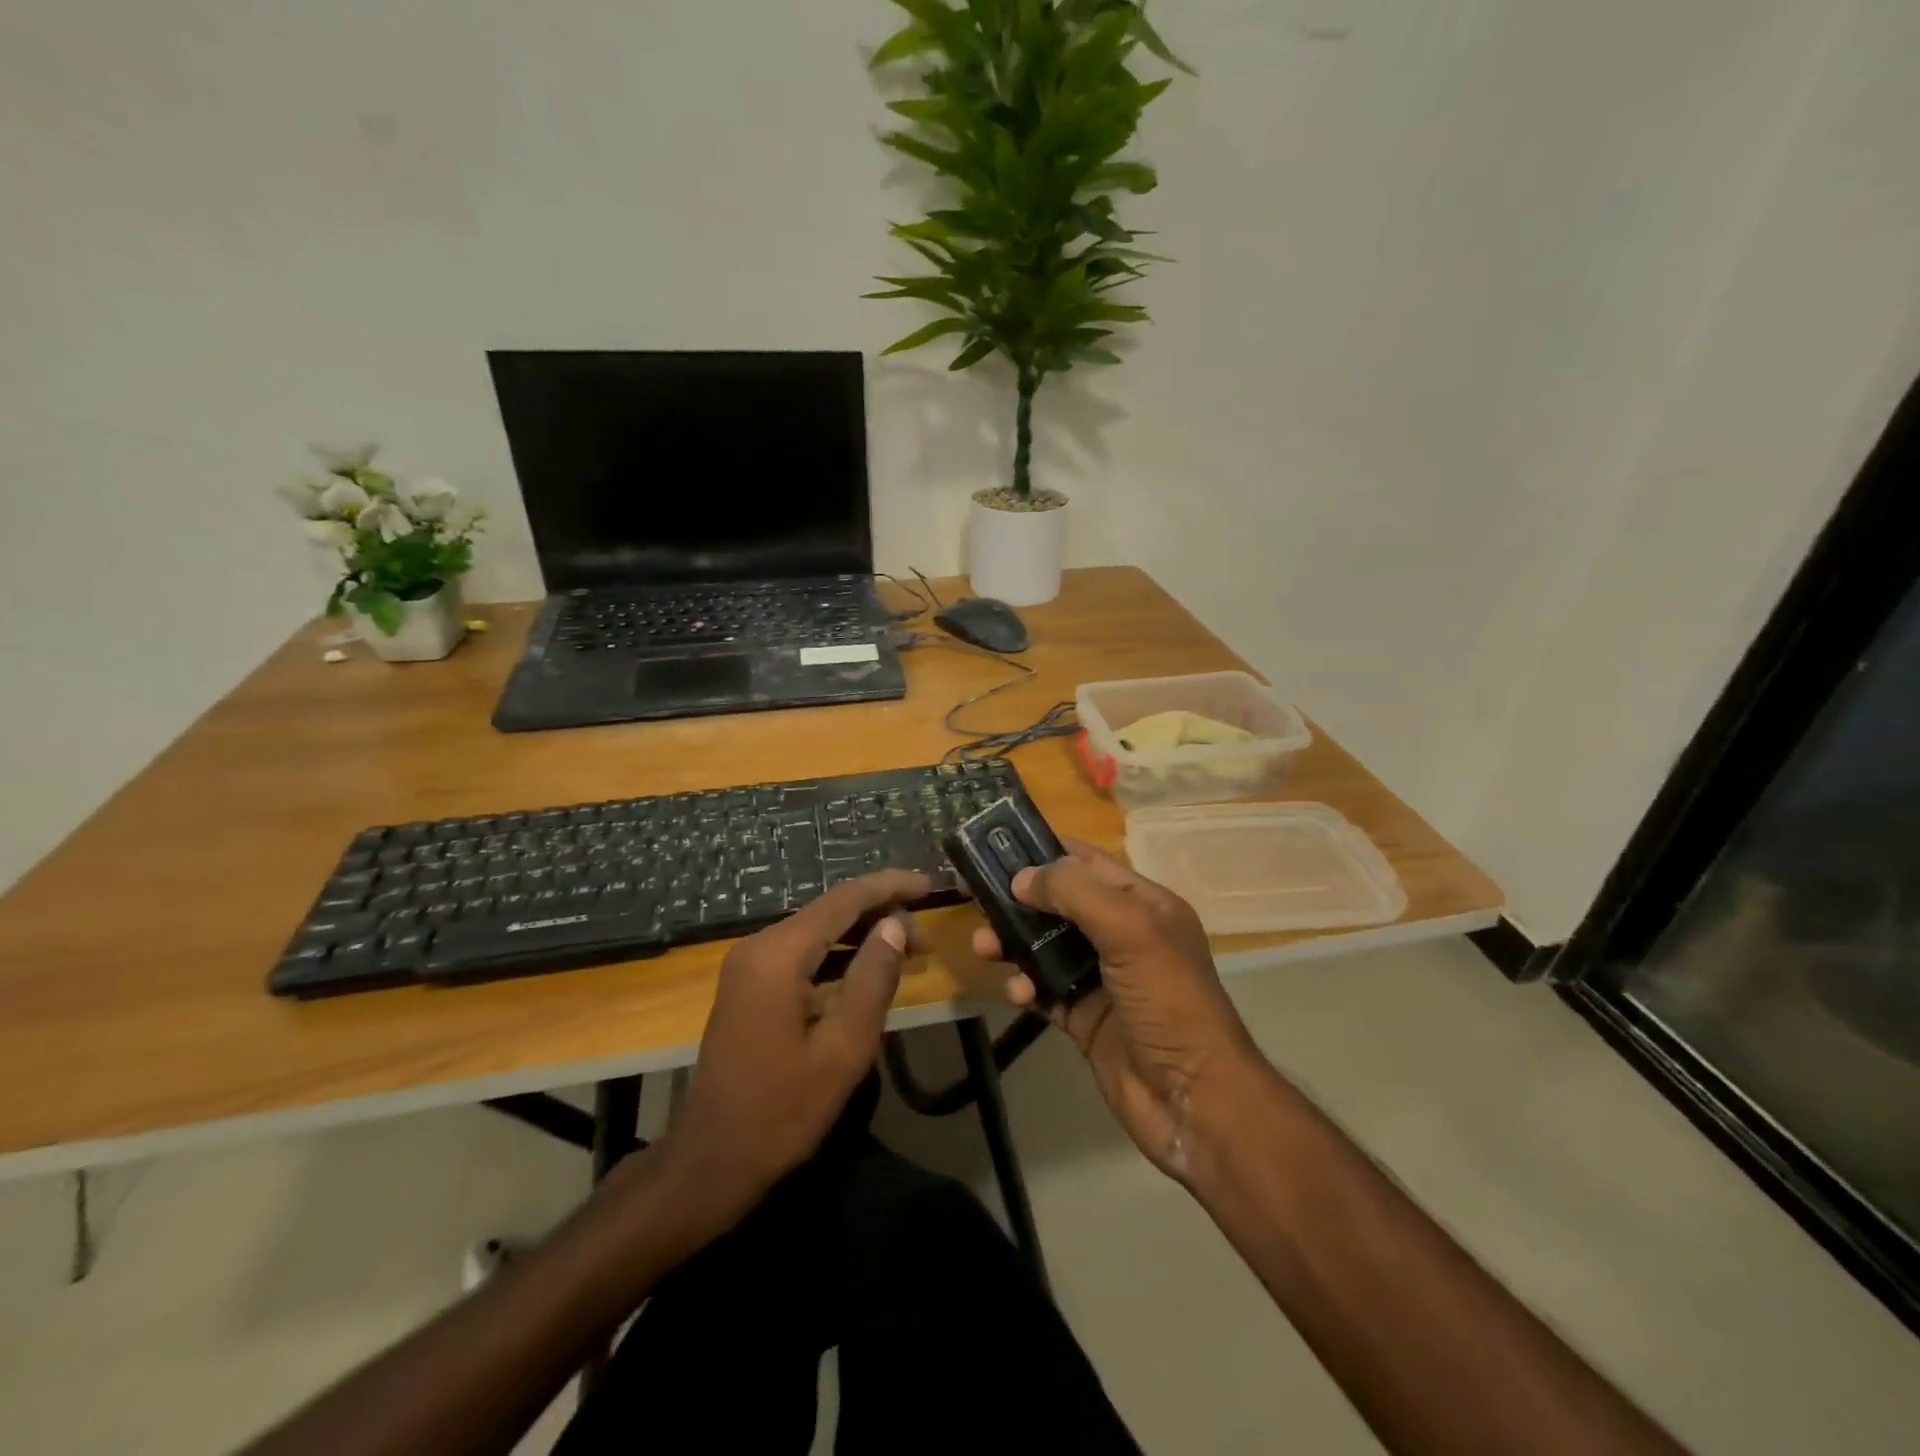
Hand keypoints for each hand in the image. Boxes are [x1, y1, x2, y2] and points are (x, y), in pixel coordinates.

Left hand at [659, 869, 929, 1221]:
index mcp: (777, 956)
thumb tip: (896, 925)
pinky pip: (801, 952)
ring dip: (861, 933)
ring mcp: (749, 964)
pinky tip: (867, 966)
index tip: (930, 885)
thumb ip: (872, 979)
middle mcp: (758, 946)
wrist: (712, 1160)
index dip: (889, 887)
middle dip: (880, 912)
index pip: (843, 900)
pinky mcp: (749, 983)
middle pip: (829, 910)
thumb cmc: (782, 1111)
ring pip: (816, 929)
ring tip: (909, 948)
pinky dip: (838, 952)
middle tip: (926, 935)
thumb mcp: (843, 1049)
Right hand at [972, 842, 1259, 1182]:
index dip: (1043, 850)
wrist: (1192, 1100)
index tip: (994, 845)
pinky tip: (1015, 992)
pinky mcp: (1083, 1016)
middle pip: (1058, 902)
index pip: (1086, 862)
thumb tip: (1022, 878)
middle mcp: (1122, 934)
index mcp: (1143, 904)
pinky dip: (1024, 985)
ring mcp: (1101, 977)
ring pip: (1044, 945)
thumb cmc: (1168, 1001)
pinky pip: (1043, 989)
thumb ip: (1075, 893)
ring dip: (1012, 941)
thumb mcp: (1131, 930)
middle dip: (1017, 897)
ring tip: (983, 946)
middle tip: (969, 893)